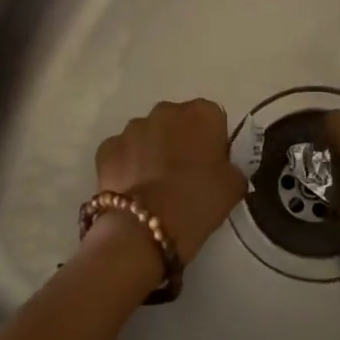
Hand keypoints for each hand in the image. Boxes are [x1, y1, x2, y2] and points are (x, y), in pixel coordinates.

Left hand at [94, 100, 246, 265]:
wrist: (144, 229)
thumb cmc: (197, 202)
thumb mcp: (233, 186)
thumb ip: (231, 167)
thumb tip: (223, 168)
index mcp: (202, 113)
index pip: (212, 119)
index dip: (212, 142)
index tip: (211, 167)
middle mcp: (165, 111)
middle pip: (177, 122)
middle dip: (180, 142)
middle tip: (184, 176)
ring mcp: (131, 128)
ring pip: (147, 136)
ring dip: (151, 152)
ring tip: (155, 187)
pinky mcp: (106, 148)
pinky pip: (122, 153)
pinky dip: (126, 166)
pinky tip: (133, 191)